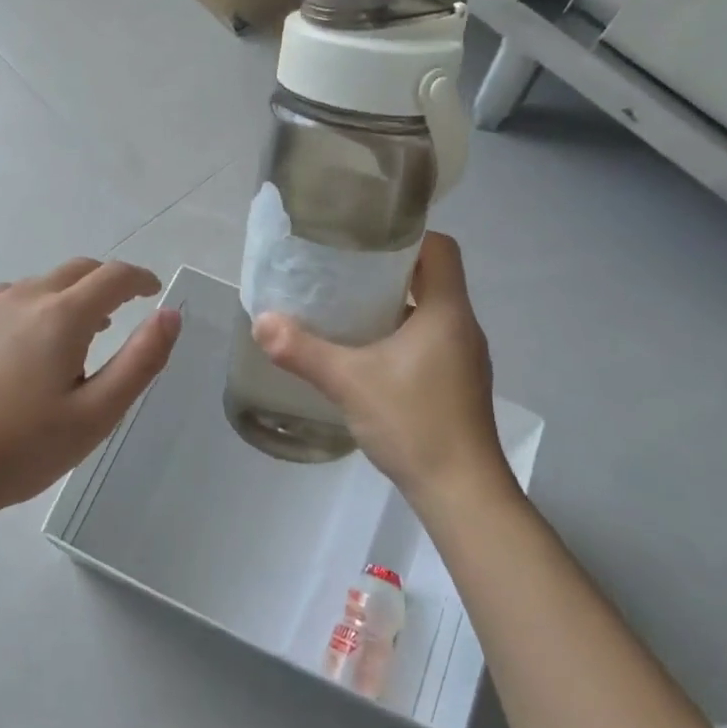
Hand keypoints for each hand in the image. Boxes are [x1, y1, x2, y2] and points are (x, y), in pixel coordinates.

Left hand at [0, 258, 180, 517]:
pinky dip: (35, 306)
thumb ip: (141, 360)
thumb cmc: (21, 448)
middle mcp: (24, 297)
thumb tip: (170, 314)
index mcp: (62, 316)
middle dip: (107, 283)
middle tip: (123, 312)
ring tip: (80, 334)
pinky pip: (10, 298)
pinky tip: (28, 345)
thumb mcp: (96, 414)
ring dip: (70, 296)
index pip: (114, 277)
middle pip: (78, 271)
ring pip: (42, 284)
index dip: (141, 279)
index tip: (154, 292)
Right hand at [253, 233, 511, 515]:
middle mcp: (462, 327)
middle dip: (389, 271)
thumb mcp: (349, 382)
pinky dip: (400, 337)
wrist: (461, 492)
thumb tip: (261, 322)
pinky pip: (429, 342)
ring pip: (429, 313)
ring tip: (346, 308)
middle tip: (342, 271)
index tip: (365, 237)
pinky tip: (366, 355)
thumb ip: (303, 351)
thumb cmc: (414, 423)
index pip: (440, 248)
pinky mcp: (458, 384)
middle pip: (432, 278)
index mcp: (447, 311)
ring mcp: (464, 358)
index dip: (407, 235)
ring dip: (393, 306)